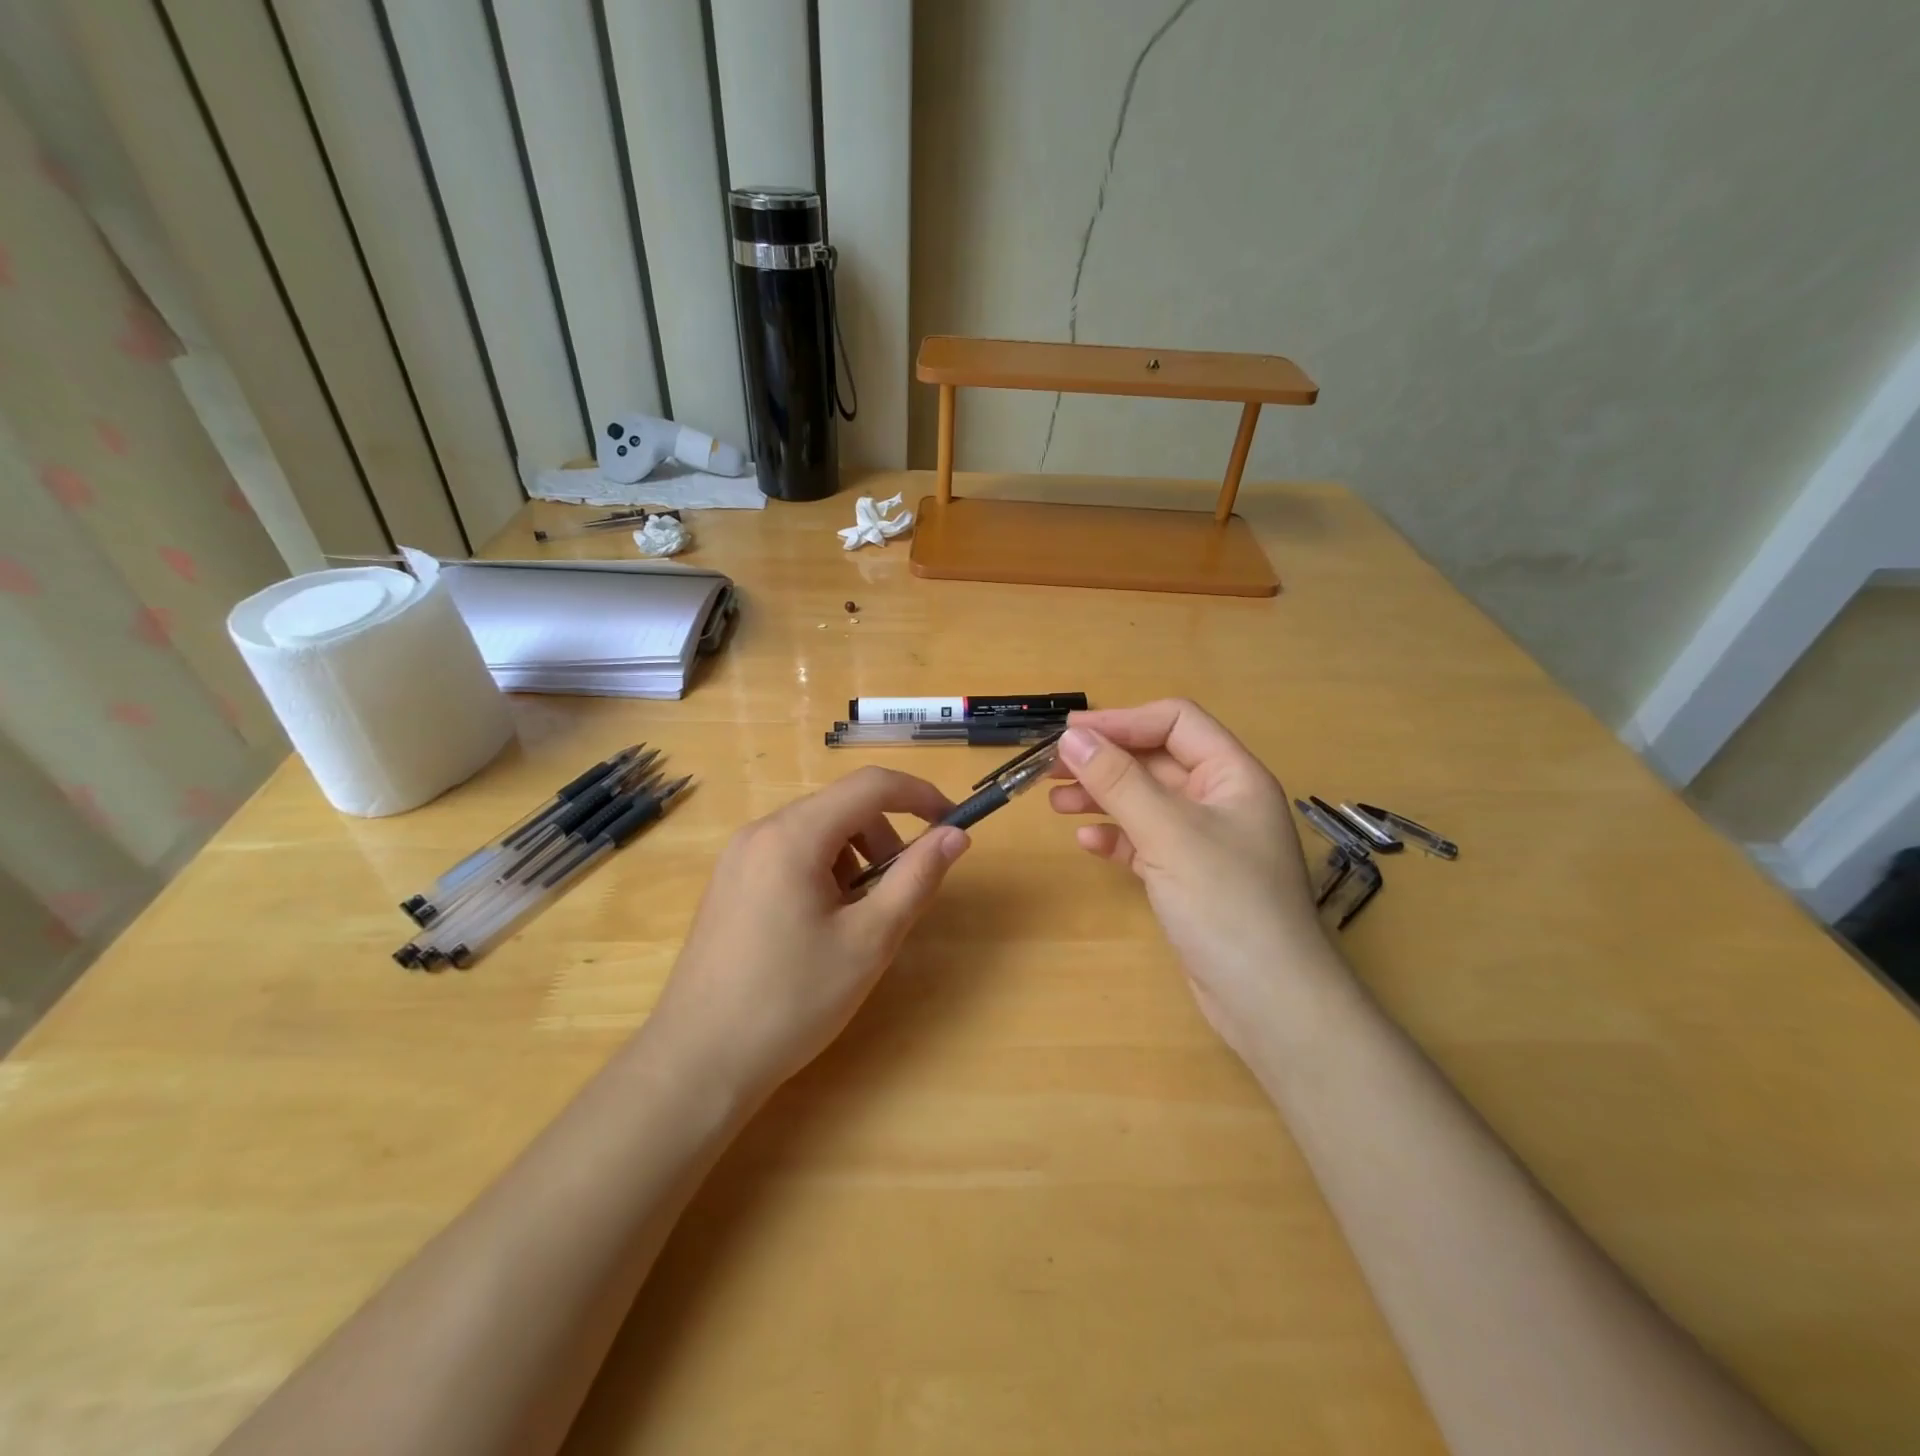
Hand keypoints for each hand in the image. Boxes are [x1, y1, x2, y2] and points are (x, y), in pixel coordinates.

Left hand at [649, 767, 969, 1101]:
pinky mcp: (729, 883)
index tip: (953, 823)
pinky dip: (823, 872)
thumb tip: (956, 835)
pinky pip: (790, 855)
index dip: (920, 795)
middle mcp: (760, 831)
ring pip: (817, 832)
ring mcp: (738, 857)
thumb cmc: (792, 1000)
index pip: (871, 785)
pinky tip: (820, 927)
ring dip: (854, 859)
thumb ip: (916, 878)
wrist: (698, 1061)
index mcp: (793, 835)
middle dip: (884, 839)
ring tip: (856, 921)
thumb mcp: (869, 940)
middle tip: (899, 894)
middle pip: (842, 808)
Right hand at [1049, 701, 1339, 1056]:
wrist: (1269, 1001)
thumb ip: (1119, 780)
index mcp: (1232, 775)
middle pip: (1156, 760)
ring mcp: (1205, 841)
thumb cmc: (1226, 903)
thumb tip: (1072, 736)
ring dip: (1102, 796)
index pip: (1175, 722)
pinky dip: (1116, 837)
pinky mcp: (1190, 878)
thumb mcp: (1169, 832)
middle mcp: (1221, 800)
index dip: (1122, 721)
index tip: (1070, 733)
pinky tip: (1087, 842)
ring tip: (1055, 802)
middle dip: (1105, 760)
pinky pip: (1146, 842)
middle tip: (1051, 768)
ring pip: (1146, 802)